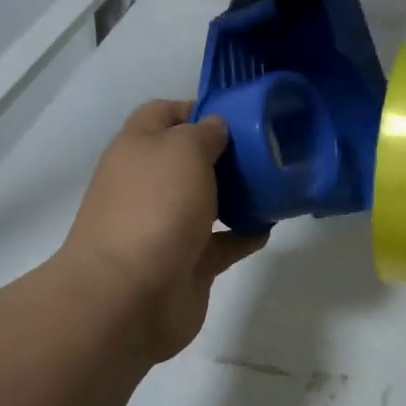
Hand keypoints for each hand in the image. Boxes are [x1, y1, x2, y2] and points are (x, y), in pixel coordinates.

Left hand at [61, 100, 266, 360]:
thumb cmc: (155, 207)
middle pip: (188, 158)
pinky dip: (244, 234)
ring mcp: (165, 226)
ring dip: (237, 194)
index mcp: (137, 148)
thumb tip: (216, 129)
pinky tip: (269, 225)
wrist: (129, 297)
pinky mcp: (186, 263)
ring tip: (276, 185)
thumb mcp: (184, 149)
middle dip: (225, 154)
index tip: (239, 114)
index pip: (164, 114)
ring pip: (206, 201)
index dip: (198, 108)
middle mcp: (148, 184)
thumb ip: (205, 133)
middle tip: (266, 150)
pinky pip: (221, 242)